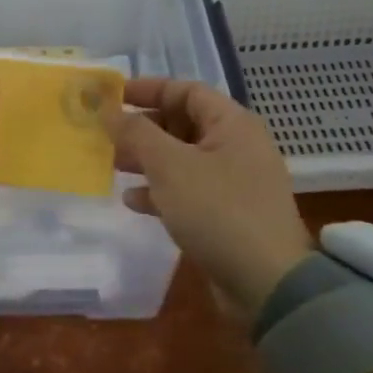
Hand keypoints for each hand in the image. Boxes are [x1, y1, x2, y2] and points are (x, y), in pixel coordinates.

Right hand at [103, 78, 312, 318]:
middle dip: (142, 128)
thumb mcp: (170, 166)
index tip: (110, 97)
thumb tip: (108, 111)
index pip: (186, 90)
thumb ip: (136, 133)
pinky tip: (133, 200)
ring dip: (147, 160)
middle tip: (105, 135)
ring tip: (112, 165)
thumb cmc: (217, 211)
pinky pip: (188, 190)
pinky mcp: (228, 214)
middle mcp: (237, 146)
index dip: (147, 89)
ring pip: (182, 158)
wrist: (266, 283)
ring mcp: (234, 182)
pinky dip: (161, 190)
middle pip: (183, 124)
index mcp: (232, 124)